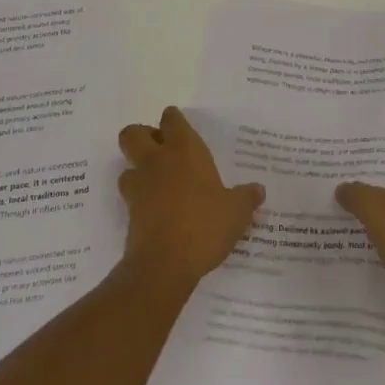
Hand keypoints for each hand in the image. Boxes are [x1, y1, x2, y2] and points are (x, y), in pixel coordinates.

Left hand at [117, 107, 264, 291]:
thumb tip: (258, 190)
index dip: (173, 120)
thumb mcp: (236, 212)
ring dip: (138, 170)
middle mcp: (156, 161)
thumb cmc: (204, 226)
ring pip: (127, 165)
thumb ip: (246, 198)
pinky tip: (158, 211)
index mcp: (184, 150)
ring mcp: (139, 187)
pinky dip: (140, 200)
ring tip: (158, 184)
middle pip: (133, 134)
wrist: (164, 265)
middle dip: (143, 137)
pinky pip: (131, 196)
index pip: (171, 119)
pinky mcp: (129, 213)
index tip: (180, 127)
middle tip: (161, 151)